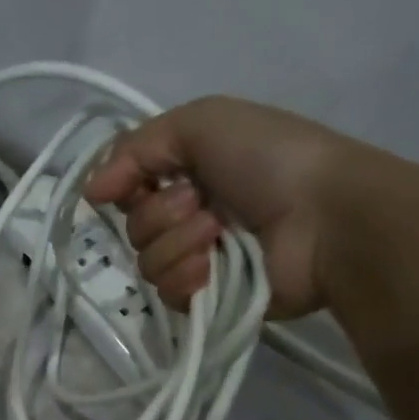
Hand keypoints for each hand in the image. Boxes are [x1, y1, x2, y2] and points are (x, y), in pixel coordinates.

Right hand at [85, 96, 361, 317]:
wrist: (328, 217)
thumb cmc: (271, 159)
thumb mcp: (202, 122)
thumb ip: (136, 147)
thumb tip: (90, 192)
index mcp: (189, 174)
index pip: (127, 188)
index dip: (125, 186)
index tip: (138, 182)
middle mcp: (190, 215)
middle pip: (133, 227)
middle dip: (160, 214)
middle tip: (201, 204)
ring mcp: (200, 259)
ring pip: (146, 262)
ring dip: (177, 244)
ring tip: (218, 234)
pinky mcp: (208, 298)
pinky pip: (166, 294)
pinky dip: (186, 277)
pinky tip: (212, 267)